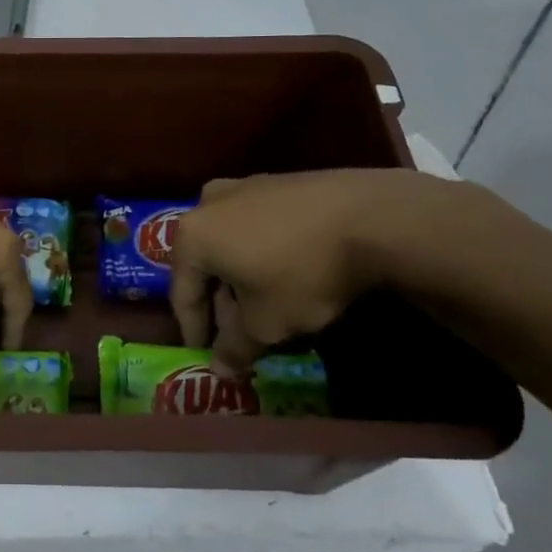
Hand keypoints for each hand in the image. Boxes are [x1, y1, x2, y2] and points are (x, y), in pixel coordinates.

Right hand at [169, 168, 456, 374]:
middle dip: (220, 303)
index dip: (193, 330)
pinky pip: (256, 227)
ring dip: (240, 278)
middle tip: (238, 335)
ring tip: (265, 307)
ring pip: (230, 243)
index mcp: (192, 236)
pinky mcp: (278, 182)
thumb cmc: (302, 273)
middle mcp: (208, 204)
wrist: (370, 217)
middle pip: (205, 265)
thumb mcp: (266, 323)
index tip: (205, 356)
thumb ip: (235, 347)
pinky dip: (261, 254)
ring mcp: (244, 187)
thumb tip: (220, 369)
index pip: (182, 293)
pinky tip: (287, 275)